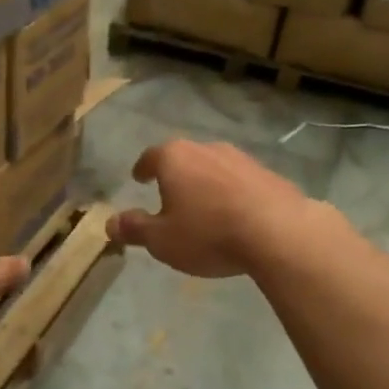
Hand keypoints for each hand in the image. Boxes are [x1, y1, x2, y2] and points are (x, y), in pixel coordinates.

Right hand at [109, 140, 319, 278]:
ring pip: (213, 167)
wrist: (278, 231)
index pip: (151, 157)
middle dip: (175, 175)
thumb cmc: (208, 234)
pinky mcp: (268, 173)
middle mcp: (206, 149)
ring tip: (203, 206)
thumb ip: (135, 229)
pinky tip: (235, 213)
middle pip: (184, 158)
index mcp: (174, 158)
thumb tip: (109, 223)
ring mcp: (240, 158)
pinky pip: (240, 181)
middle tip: (169, 193)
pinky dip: (231, 193)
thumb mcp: (162, 240)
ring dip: (205, 183)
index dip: (142, 168)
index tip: (139, 178)